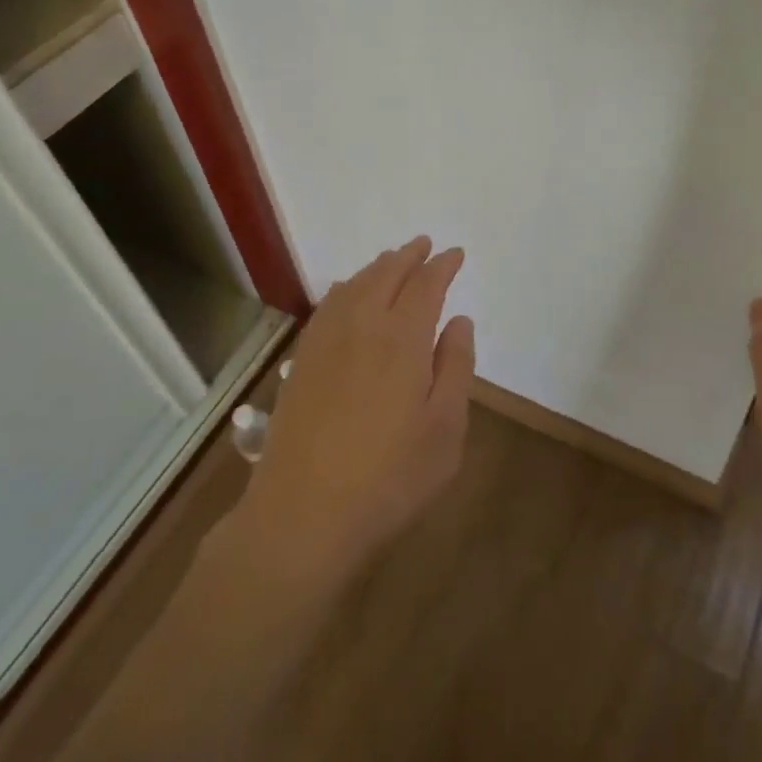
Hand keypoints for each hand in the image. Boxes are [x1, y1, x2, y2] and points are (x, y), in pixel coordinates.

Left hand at [228, 237, 474, 586]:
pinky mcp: (302, 361)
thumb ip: (456, 368)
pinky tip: (350, 294)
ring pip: (355, 285)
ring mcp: (326, 342)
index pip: (426, 285)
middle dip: (409, 256)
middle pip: (387, 274)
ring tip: (392, 260)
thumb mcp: (445, 430)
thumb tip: (459, 321)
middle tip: (425, 245)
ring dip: (378, 266)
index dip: (443, 265)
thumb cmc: (389, 478)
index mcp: (403, 339)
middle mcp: (363, 326)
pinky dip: (347, 287)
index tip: (456, 254)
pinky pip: (328, 305)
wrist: (302, 516)